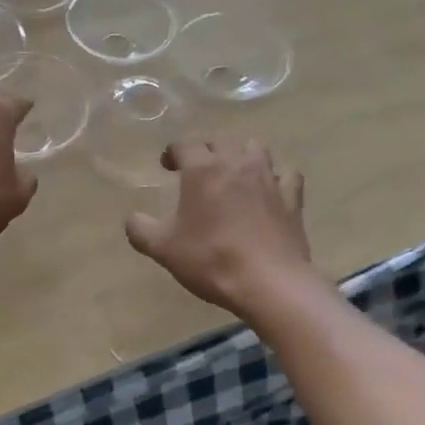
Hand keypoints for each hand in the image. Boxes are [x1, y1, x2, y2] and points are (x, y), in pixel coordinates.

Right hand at [125, 139, 311, 316]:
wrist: (269, 283)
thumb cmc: (211, 259)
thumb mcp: (163, 248)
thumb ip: (141, 229)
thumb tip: (132, 219)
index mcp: (203, 170)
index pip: (185, 144)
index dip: (173, 152)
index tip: (167, 166)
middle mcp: (236, 164)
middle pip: (220, 140)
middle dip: (205, 149)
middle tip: (196, 169)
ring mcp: (268, 178)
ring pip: (255, 148)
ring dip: (241, 155)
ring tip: (232, 172)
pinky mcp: (292, 198)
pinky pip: (287, 175)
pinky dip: (276, 177)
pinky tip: (270, 189)